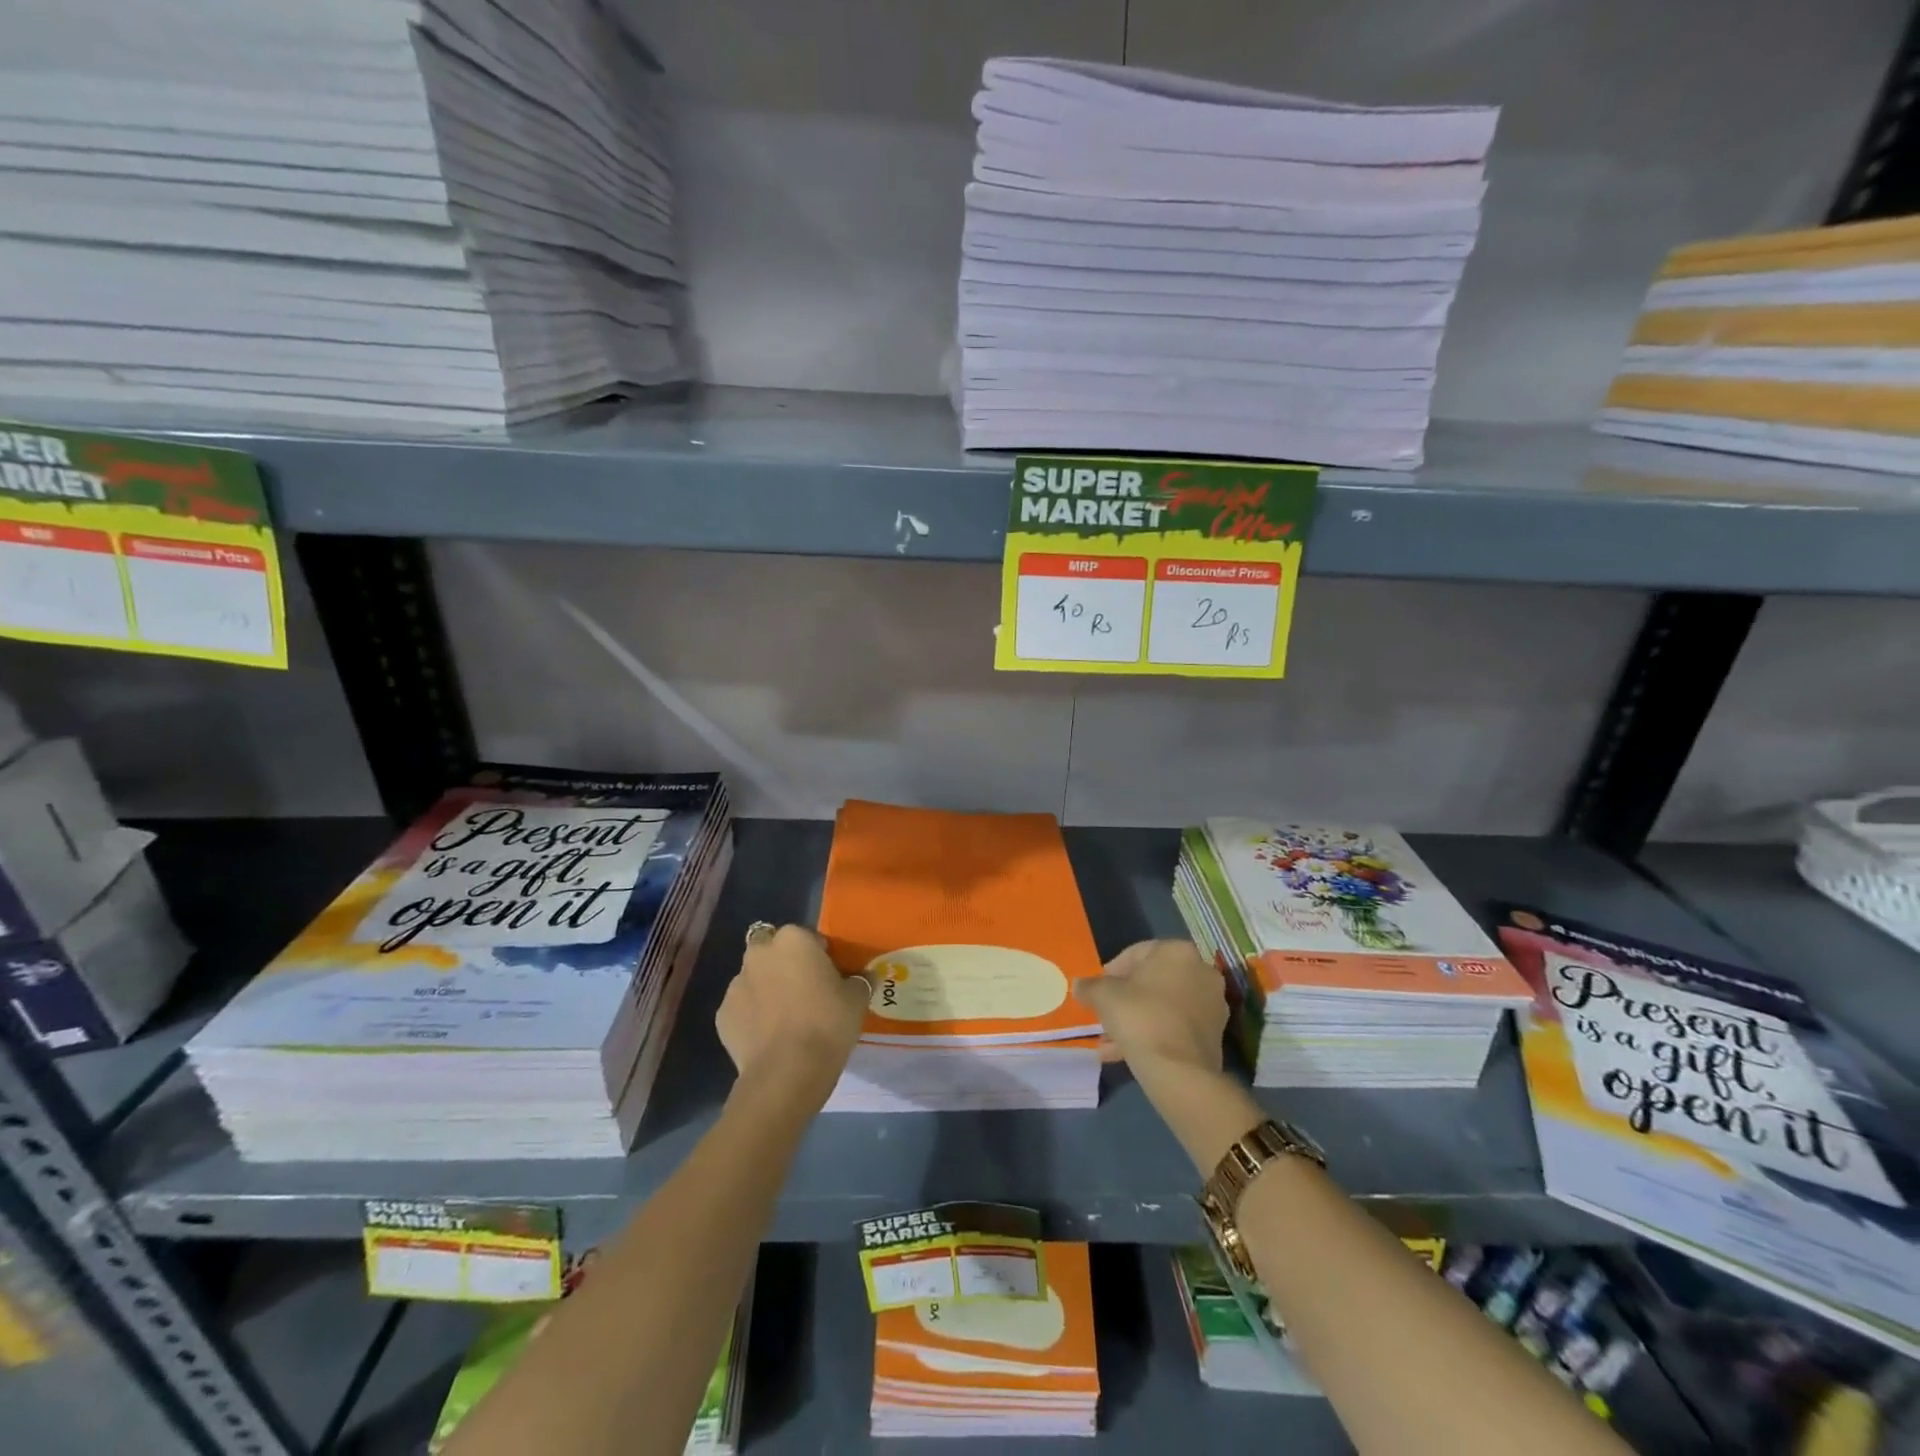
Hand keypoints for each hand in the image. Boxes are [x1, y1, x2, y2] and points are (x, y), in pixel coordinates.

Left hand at [716, 925, 869, 1093]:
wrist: (787, 1072)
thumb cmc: (827, 1023)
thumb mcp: (857, 999)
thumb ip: (860, 980)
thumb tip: (866, 976)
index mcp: (793, 939)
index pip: (808, 937)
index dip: (820, 956)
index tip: (830, 977)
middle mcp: (760, 953)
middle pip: (774, 951)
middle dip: (785, 965)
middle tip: (805, 992)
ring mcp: (736, 984)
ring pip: (755, 979)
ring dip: (767, 989)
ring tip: (786, 1019)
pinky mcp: (722, 1015)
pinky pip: (743, 1008)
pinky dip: (752, 1016)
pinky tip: (769, 1038)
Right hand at [1074, 939, 1228, 1075]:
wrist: (1179, 1071)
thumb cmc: (1140, 1017)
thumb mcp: (1103, 996)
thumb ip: (1090, 986)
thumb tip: (1079, 985)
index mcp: (1177, 951)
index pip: (1135, 953)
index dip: (1111, 972)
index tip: (1097, 991)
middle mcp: (1201, 971)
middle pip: (1152, 981)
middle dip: (1126, 999)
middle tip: (1104, 1015)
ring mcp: (1212, 1004)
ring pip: (1163, 1007)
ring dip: (1137, 1020)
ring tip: (1110, 1041)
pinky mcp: (1214, 1034)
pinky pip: (1175, 1027)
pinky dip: (1154, 1034)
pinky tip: (1127, 1053)